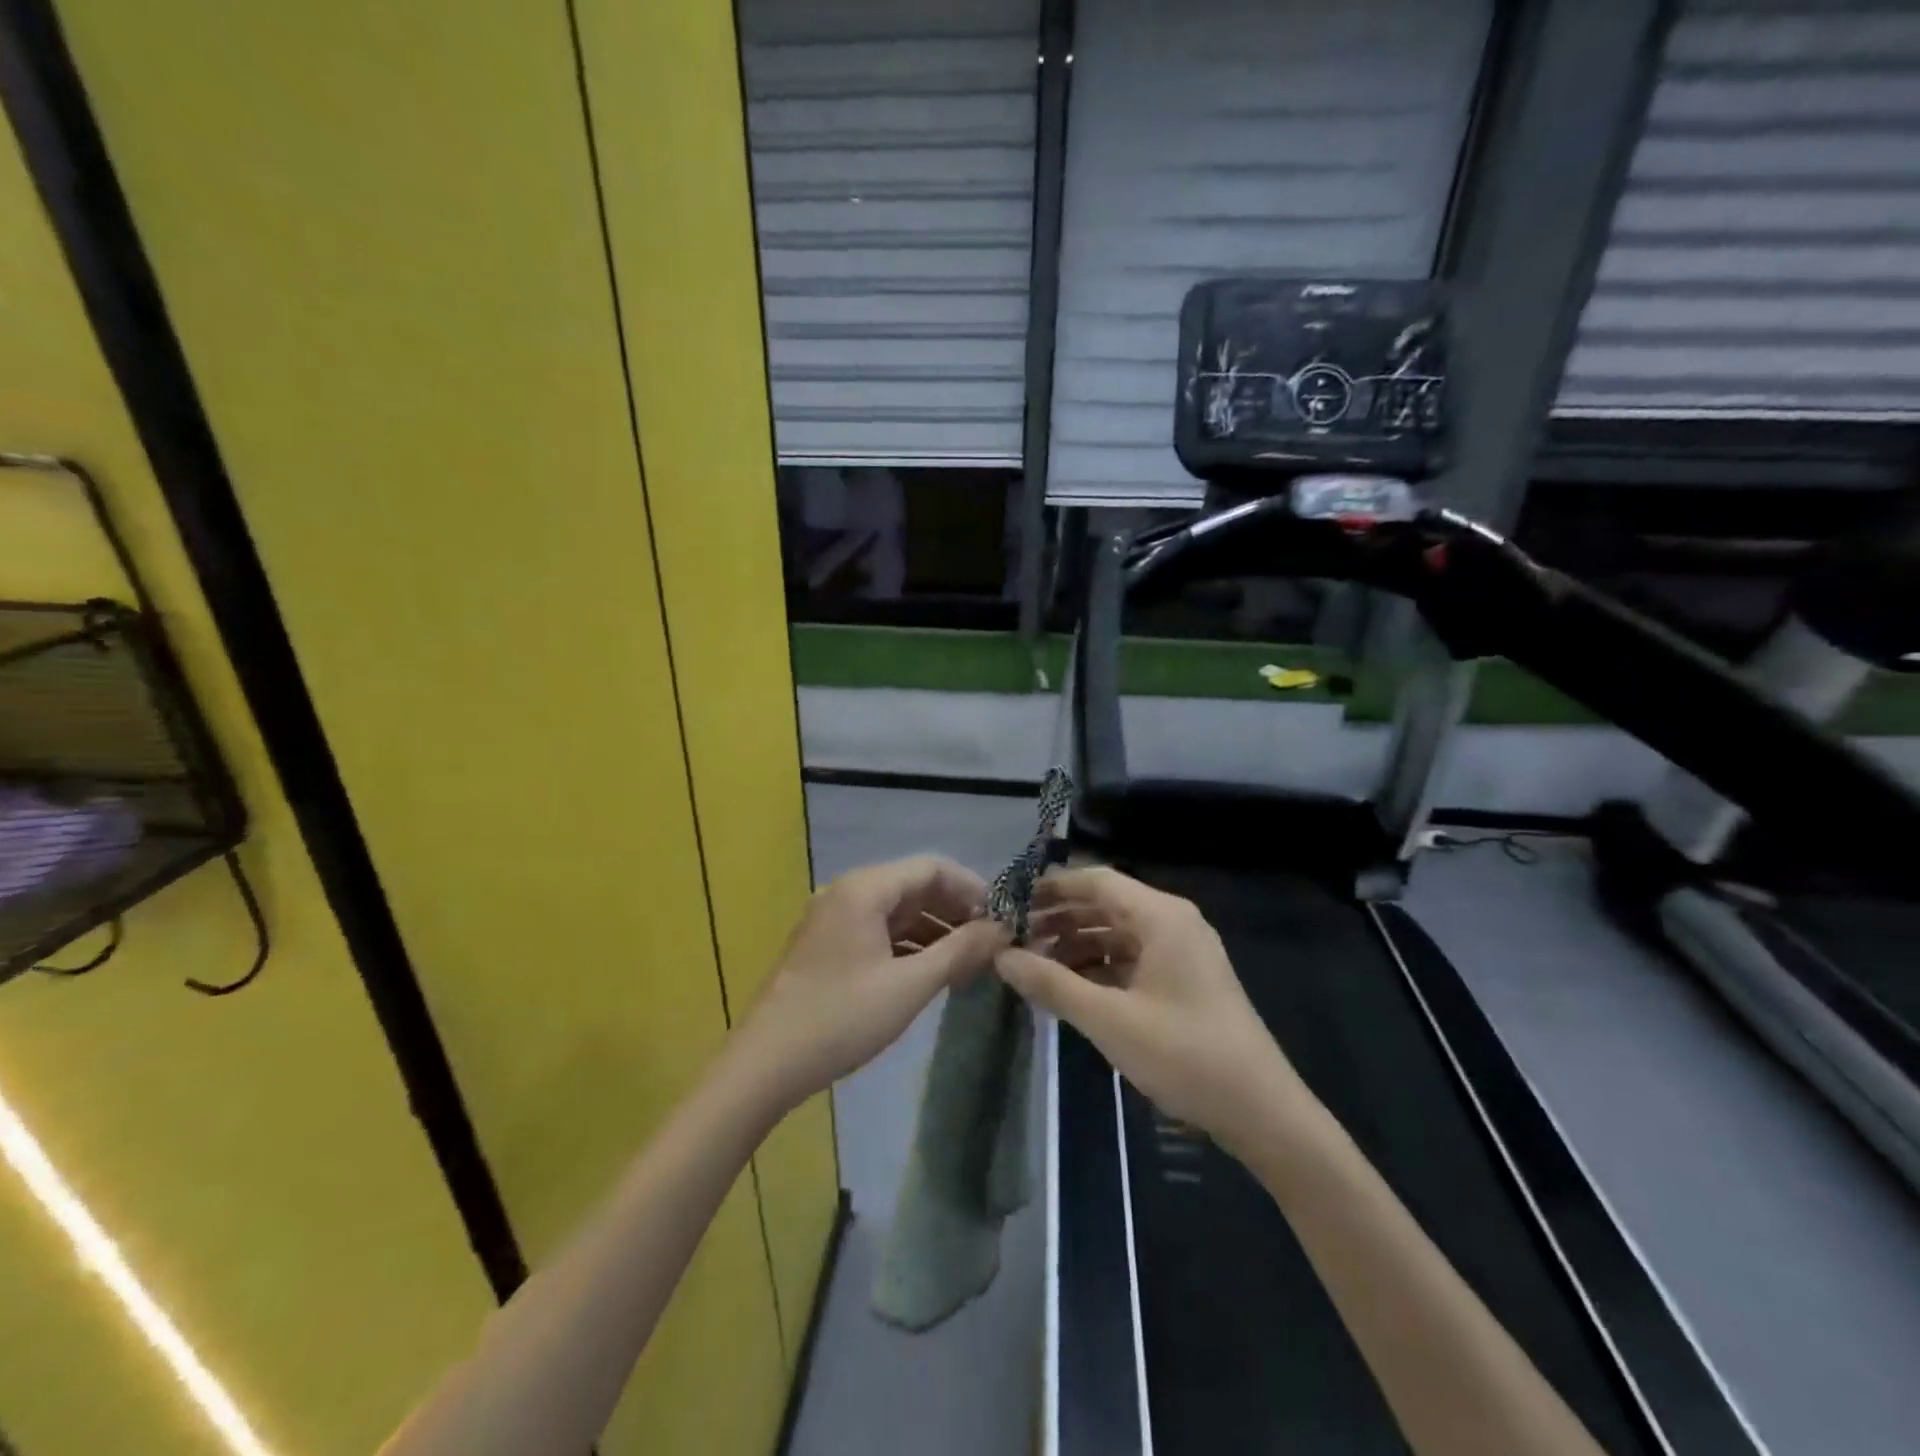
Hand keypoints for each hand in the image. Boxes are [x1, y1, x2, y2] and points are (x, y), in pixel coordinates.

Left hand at [736, 854, 1009, 1108]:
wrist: (765, 1065)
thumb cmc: (841, 1018)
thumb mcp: (909, 985)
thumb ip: (959, 951)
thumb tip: (1001, 928)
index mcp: (864, 889)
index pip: (931, 868)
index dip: (972, 888)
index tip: (1002, 918)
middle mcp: (848, 893)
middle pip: (914, 887)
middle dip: (955, 911)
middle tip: (991, 944)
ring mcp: (835, 920)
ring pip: (897, 912)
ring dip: (935, 931)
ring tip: (971, 963)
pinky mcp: (828, 946)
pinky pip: (879, 932)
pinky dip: (910, 946)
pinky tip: (933, 972)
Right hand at [995, 865, 1305, 1151]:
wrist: (1262, 1112)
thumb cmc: (1185, 1055)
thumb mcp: (1110, 1020)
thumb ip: (1052, 984)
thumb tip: (1001, 956)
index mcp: (1161, 916)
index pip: (1096, 881)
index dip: (1052, 888)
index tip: (1010, 904)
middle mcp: (1172, 923)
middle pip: (1106, 904)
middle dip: (1060, 918)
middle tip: (1014, 937)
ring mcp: (1181, 952)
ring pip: (1117, 933)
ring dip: (1077, 944)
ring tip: (1035, 965)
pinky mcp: (1184, 980)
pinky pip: (1132, 959)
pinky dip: (1100, 967)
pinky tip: (1071, 988)